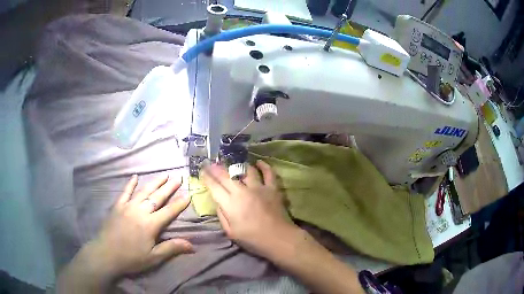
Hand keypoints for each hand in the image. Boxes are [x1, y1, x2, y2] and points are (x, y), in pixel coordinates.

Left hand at [83, 175, 192, 278]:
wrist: (106, 254)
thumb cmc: (132, 258)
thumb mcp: (154, 257)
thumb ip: (171, 248)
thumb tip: (192, 245)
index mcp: (150, 224)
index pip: (168, 212)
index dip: (179, 204)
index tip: (188, 195)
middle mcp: (140, 211)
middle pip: (157, 197)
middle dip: (169, 188)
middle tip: (178, 178)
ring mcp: (128, 206)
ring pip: (143, 191)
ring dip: (154, 182)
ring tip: (163, 175)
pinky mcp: (117, 206)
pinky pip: (125, 192)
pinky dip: (130, 184)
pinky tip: (135, 176)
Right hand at [201, 160, 297, 257]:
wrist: (278, 239)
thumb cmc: (253, 239)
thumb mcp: (231, 232)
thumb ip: (222, 215)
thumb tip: (218, 202)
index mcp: (230, 204)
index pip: (215, 187)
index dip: (207, 178)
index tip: (202, 171)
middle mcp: (243, 192)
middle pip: (226, 176)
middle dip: (216, 168)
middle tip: (211, 164)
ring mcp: (259, 188)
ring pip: (246, 170)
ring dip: (238, 166)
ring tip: (233, 165)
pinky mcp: (272, 188)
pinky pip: (268, 173)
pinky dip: (264, 166)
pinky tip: (259, 162)